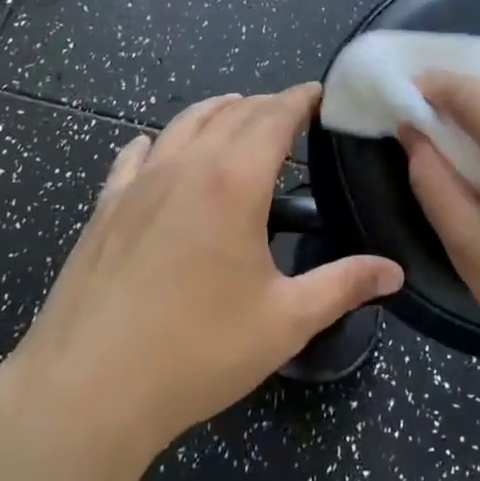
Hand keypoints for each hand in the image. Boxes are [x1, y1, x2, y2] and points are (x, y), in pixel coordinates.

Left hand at [7, 84, 403, 476]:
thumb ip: (343, 286)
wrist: (86, 389)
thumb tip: (393, 272)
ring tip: (237, 113)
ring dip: (217, 111)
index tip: (319, 92)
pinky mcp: (105, 206)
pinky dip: (160, 139)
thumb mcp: (284, 322)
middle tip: (290, 110)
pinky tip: (159, 149)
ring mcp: (139, 182)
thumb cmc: (196, 352)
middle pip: (231, 113)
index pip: (273, 117)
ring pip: (183, 123)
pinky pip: (136, 154)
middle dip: (266, 103)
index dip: (299, 98)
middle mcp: (186, 165)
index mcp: (234, 182)